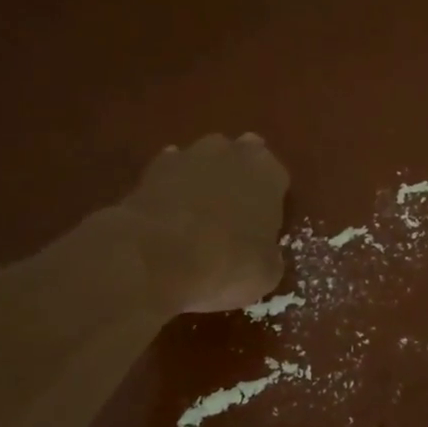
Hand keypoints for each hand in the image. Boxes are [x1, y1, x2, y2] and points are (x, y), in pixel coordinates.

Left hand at [121, 134, 289, 313]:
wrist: (158, 257)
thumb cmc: (229, 263)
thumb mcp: (267, 272)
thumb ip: (269, 253)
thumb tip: (262, 254)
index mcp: (268, 174)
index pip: (276, 178)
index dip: (270, 201)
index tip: (263, 224)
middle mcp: (231, 154)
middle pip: (239, 158)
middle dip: (237, 178)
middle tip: (232, 214)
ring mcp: (188, 156)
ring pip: (202, 162)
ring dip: (202, 180)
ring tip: (197, 216)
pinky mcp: (150, 169)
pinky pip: (168, 174)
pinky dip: (170, 190)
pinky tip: (168, 216)